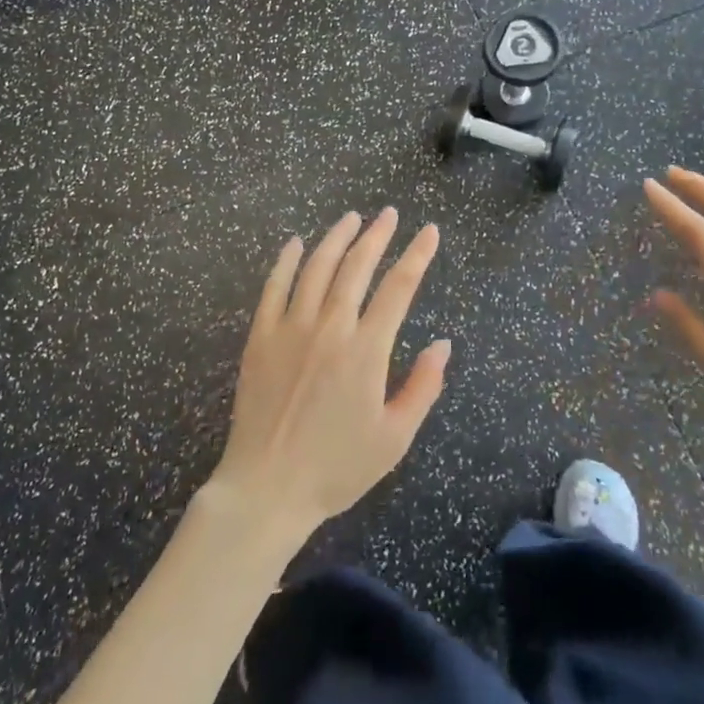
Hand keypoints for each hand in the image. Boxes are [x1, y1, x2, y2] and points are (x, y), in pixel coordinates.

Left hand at [202, 209, 450, 544]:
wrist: (267, 489)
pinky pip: (274, 287)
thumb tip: (442, 343)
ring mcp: (291, 329)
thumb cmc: (336, 468)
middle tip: (388, 213)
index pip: (399, 288)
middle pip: (356, 266)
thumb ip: (423, 387)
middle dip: (377, 235)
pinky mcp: (260, 337)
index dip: (417, 255)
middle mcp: (330, 328)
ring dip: (336, 238)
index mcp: (366, 351)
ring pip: (317, 267)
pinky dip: (286, 261)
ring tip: (351, 218)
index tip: (429, 231)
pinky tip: (295, 243)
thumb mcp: (394, 438)